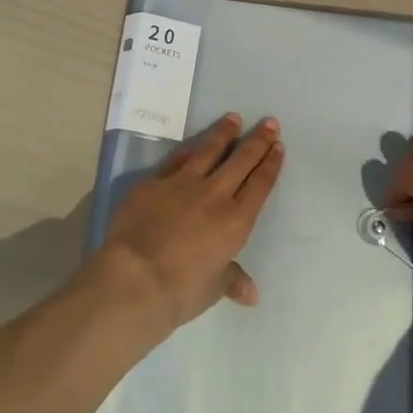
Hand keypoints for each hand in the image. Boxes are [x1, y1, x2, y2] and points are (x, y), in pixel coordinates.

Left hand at [96, 114, 284, 331]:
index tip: (278, 145)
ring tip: (233, 117)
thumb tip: (251, 294)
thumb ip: (232, 280)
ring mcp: (182, 184)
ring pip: (209, 151)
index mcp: (236, 221)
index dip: (270, 163)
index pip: (260, 184)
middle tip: (269, 122)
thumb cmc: (181, 290)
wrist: (135, 277)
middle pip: (241, 160)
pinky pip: (175, 160)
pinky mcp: (154, 182)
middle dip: (257, 140)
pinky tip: (193, 143)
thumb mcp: (213, 289)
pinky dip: (187, 150)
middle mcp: (214, 195)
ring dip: (223, 133)